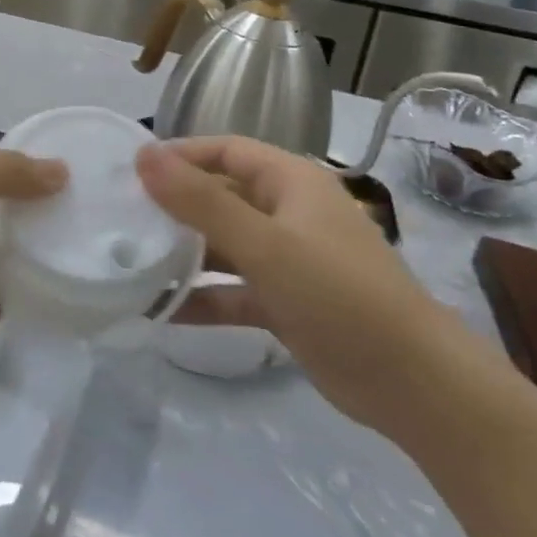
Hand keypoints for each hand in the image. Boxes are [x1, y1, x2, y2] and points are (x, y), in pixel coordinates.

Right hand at [135, 136, 484, 433]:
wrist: (416, 386)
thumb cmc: (339, 295)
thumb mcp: (264, 244)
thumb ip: (200, 201)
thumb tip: (144, 155)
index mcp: (292, 182)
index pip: (226, 151)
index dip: (180, 155)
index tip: (131, 171)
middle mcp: (289, 214)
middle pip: (221, 197)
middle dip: (174, 207)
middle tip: (120, 218)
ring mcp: (289, 261)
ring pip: (224, 246)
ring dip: (183, 255)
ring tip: (129, 262)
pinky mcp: (287, 303)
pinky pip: (233, 291)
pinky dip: (202, 298)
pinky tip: (159, 310)